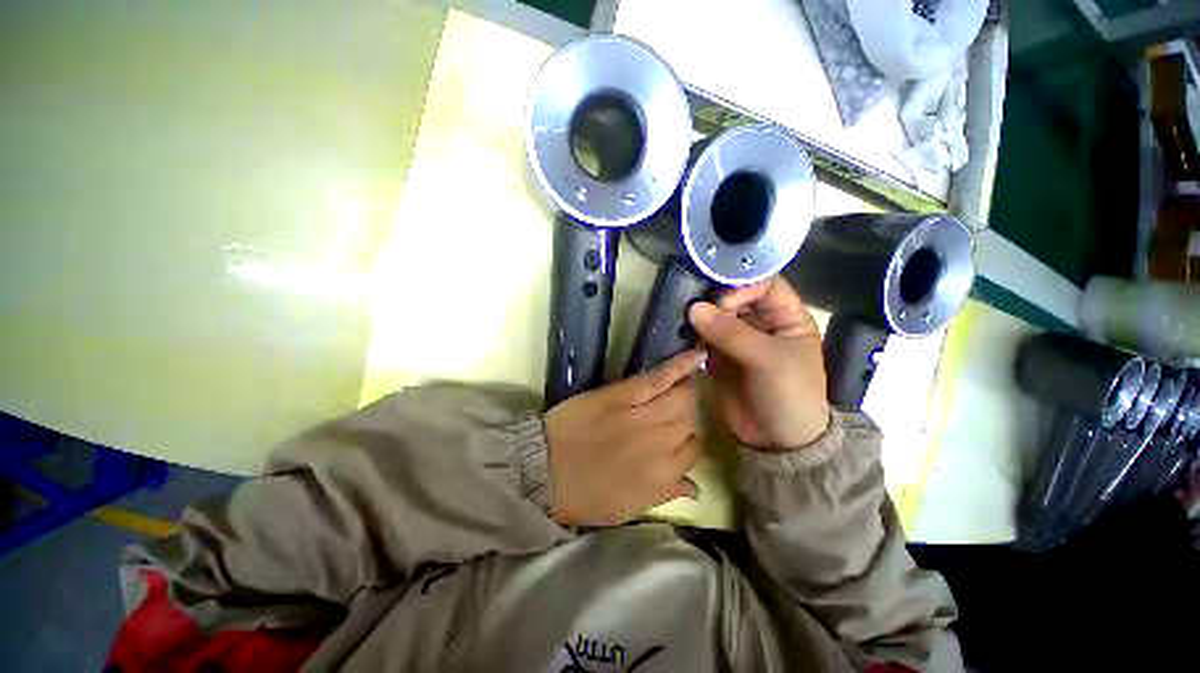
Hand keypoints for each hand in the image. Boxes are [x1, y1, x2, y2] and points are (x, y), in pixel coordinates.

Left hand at [545, 350, 705, 525]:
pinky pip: (660, 378)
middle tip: (675, 410)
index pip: (694, 452)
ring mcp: (644, 417)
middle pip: (690, 422)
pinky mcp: (624, 394)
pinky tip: (697, 357)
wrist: (544, 470)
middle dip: (687, 415)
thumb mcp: (627, 508)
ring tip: (684, 384)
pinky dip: (681, 365)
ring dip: (686, 392)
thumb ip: (664, 495)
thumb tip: (693, 486)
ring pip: (682, 399)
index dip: (689, 441)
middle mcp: (662, 445)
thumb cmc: (583, 495)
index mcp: (662, 477)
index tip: (680, 435)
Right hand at [688, 276, 829, 450]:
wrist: (778, 442)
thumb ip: (732, 333)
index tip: (721, 301)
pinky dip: (693, 336)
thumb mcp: (768, 360)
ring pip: (716, 317)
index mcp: (786, 317)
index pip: (764, 285)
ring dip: (700, 319)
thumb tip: (694, 308)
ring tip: (685, 325)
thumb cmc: (788, 395)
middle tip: (694, 312)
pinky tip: (685, 340)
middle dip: (715, 302)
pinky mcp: (720, 356)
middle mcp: (761, 323)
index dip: (743, 285)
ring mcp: (738, 340)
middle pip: (735, 298)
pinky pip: (704, 337)